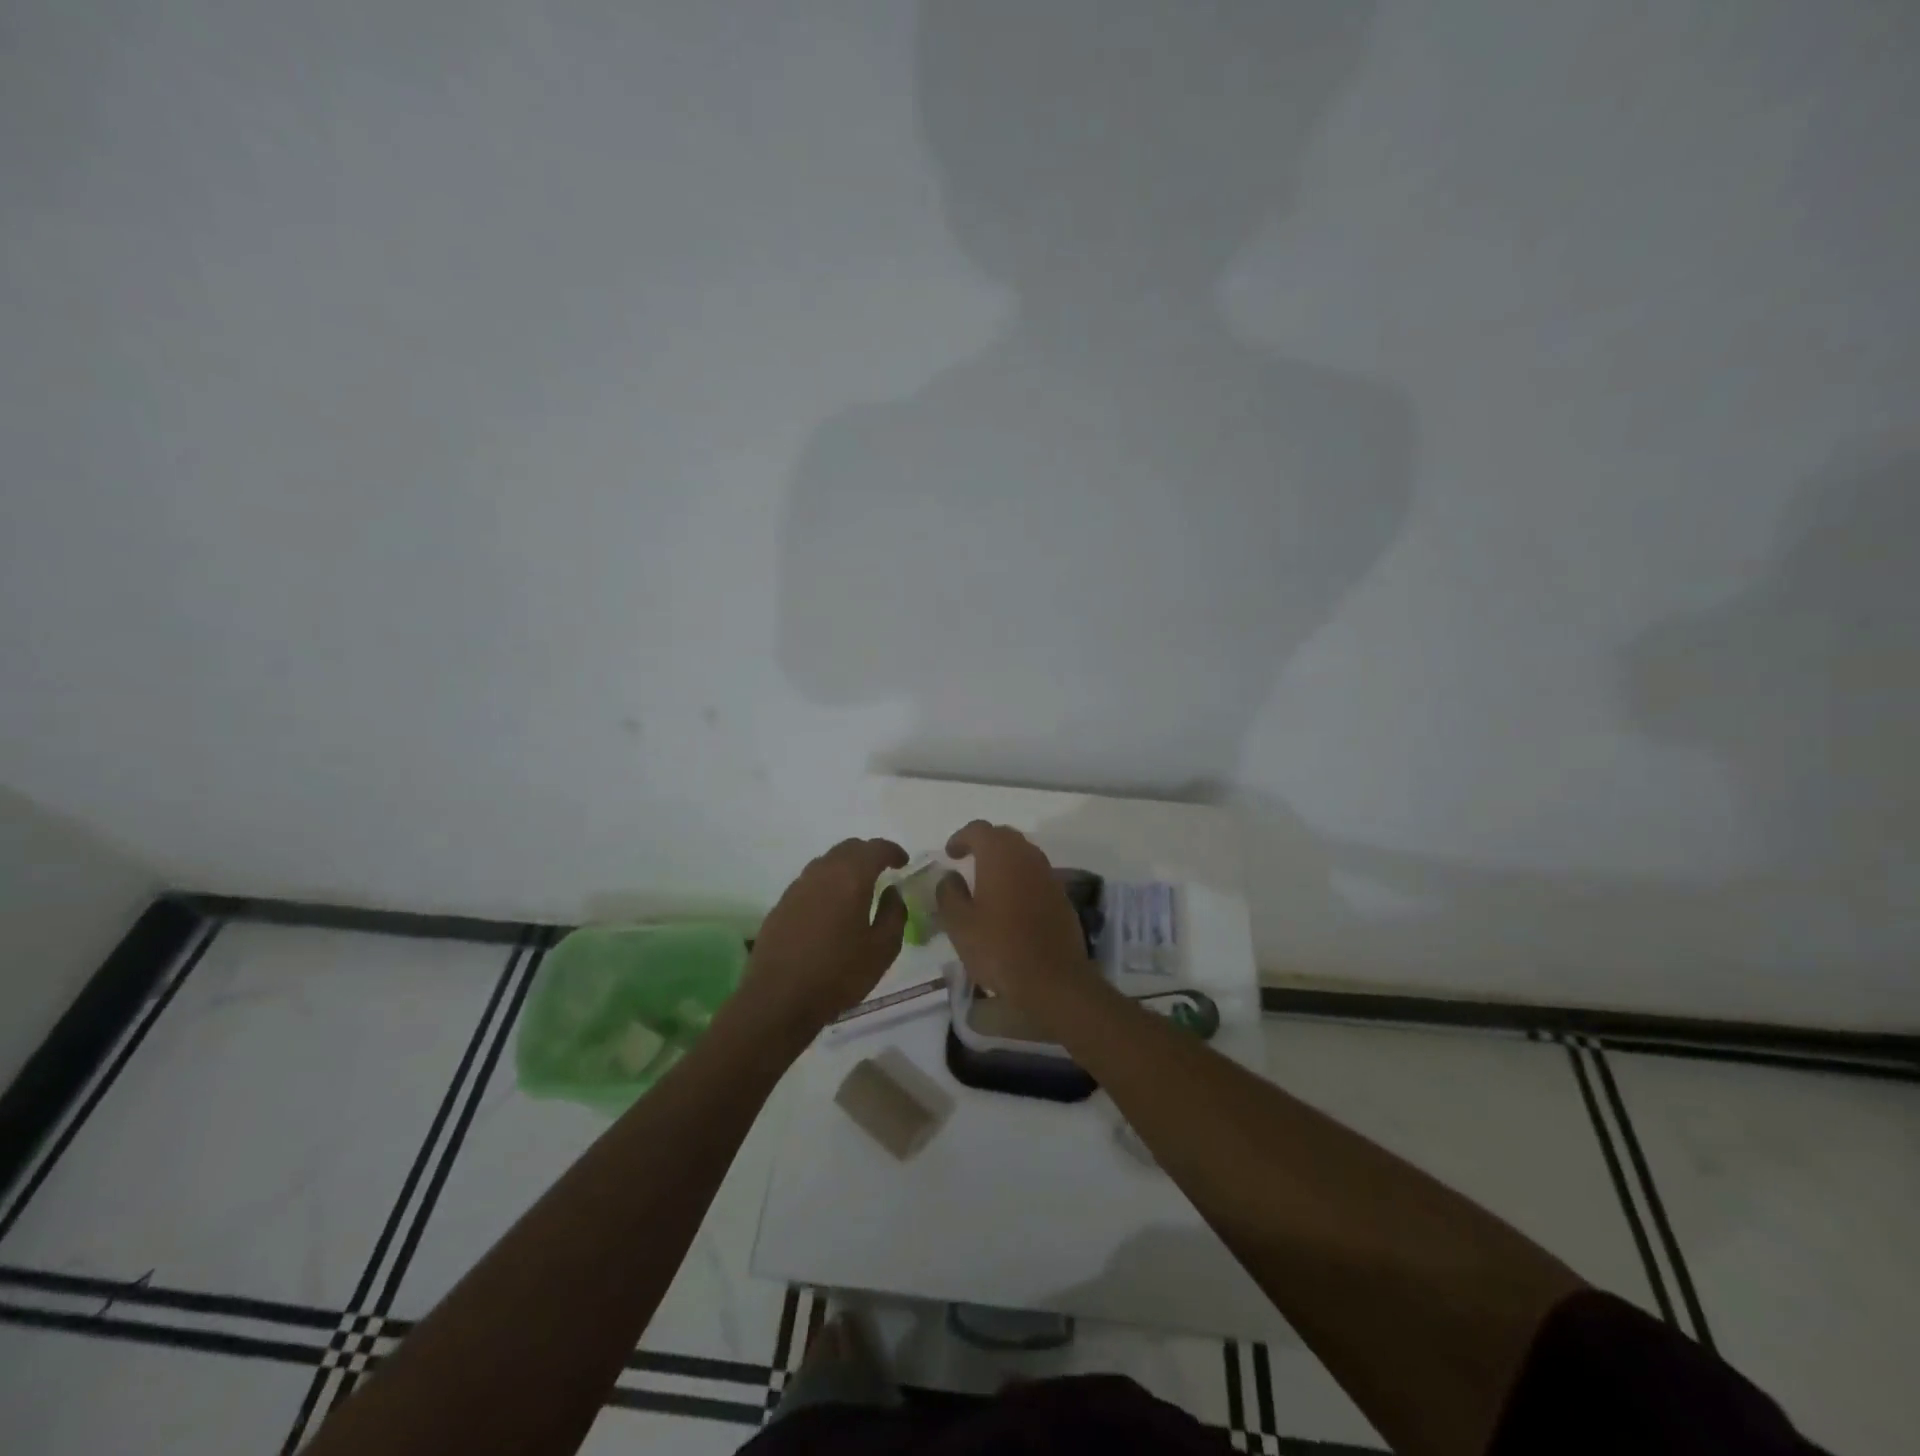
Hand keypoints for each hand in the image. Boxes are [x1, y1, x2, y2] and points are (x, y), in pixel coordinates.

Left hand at [739, 837, 909, 1037]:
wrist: (778, 999)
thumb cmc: (838, 974)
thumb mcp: (882, 949)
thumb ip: (894, 914)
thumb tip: (892, 892)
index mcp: (851, 878)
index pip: (875, 848)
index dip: (893, 851)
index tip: (903, 863)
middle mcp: (822, 873)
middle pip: (848, 848)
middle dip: (868, 854)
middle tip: (883, 870)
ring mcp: (797, 887)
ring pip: (826, 862)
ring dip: (845, 867)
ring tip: (857, 889)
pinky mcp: (781, 904)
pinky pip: (810, 882)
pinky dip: (826, 884)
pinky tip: (831, 908)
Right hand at [936, 821, 1102, 1032]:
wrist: (1053, 979)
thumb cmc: (998, 948)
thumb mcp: (959, 924)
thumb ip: (949, 894)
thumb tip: (950, 877)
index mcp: (1000, 855)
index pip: (978, 829)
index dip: (961, 838)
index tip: (950, 854)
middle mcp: (1027, 856)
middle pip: (1003, 836)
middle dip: (984, 844)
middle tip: (968, 861)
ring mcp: (1048, 874)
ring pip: (1023, 854)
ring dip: (1004, 860)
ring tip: (987, 881)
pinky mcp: (1061, 895)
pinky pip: (1036, 874)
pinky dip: (1020, 878)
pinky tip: (1011, 902)